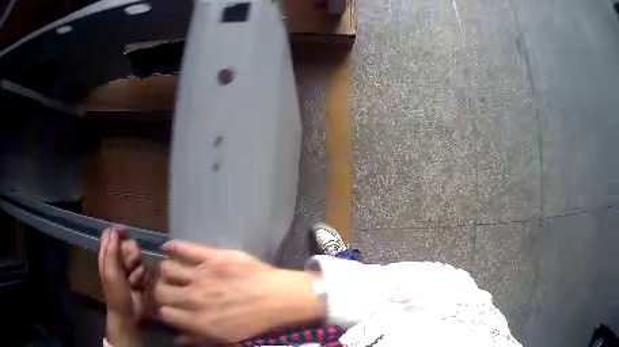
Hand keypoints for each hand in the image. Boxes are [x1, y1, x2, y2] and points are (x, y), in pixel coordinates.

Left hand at [99, 228, 153, 346]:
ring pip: (139, 256)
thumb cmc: (116, 293)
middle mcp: (119, 259)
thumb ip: (111, 250)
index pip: (110, 235)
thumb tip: (114, 230)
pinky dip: (142, 277)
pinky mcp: (141, 276)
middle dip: (130, 255)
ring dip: (137, 270)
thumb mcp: (110, 271)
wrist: (129, 313)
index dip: (117, 232)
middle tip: (127, 267)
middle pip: (128, 244)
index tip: (126, 232)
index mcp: (107, 256)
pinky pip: (145, 268)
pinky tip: (138, 286)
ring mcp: (130, 268)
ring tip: (132, 281)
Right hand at [154, 241, 325, 343]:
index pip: (164, 313)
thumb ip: (200, 339)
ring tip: (174, 273)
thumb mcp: (229, 340)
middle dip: (163, 291)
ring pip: (167, 269)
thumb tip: (178, 338)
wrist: (279, 298)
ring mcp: (201, 275)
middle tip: (170, 290)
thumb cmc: (257, 323)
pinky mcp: (212, 256)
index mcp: (198, 321)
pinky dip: (172, 247)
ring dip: (167, 272)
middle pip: (161, 291)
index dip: (165, 311)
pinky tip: (169, 248)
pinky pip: (184, 248)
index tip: (170, 308)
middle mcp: (193, 298)